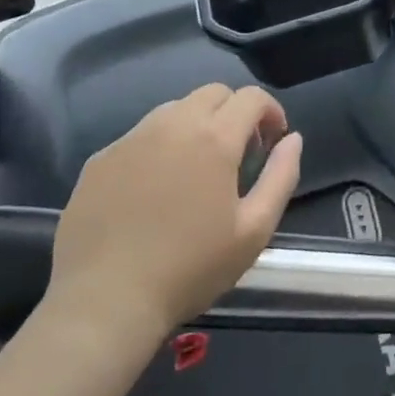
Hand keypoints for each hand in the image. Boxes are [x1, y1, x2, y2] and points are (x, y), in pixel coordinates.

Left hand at [43, 84, 301, 342]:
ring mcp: (131, 138)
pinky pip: (140, 136)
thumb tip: (293, 139)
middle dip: (234, 112)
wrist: (104, 302)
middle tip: (238, 152)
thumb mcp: (254, 231)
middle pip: (213, 93)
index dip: (270, 111)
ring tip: (196, 168)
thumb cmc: (190, 270)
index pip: (251, 97)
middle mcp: (173, 124)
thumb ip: (281, 176)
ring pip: (174, 109)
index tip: (273, 140)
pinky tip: (154, 189)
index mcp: (215, 138)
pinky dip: (159, 146)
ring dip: (196, 124)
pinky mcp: (101, 158)